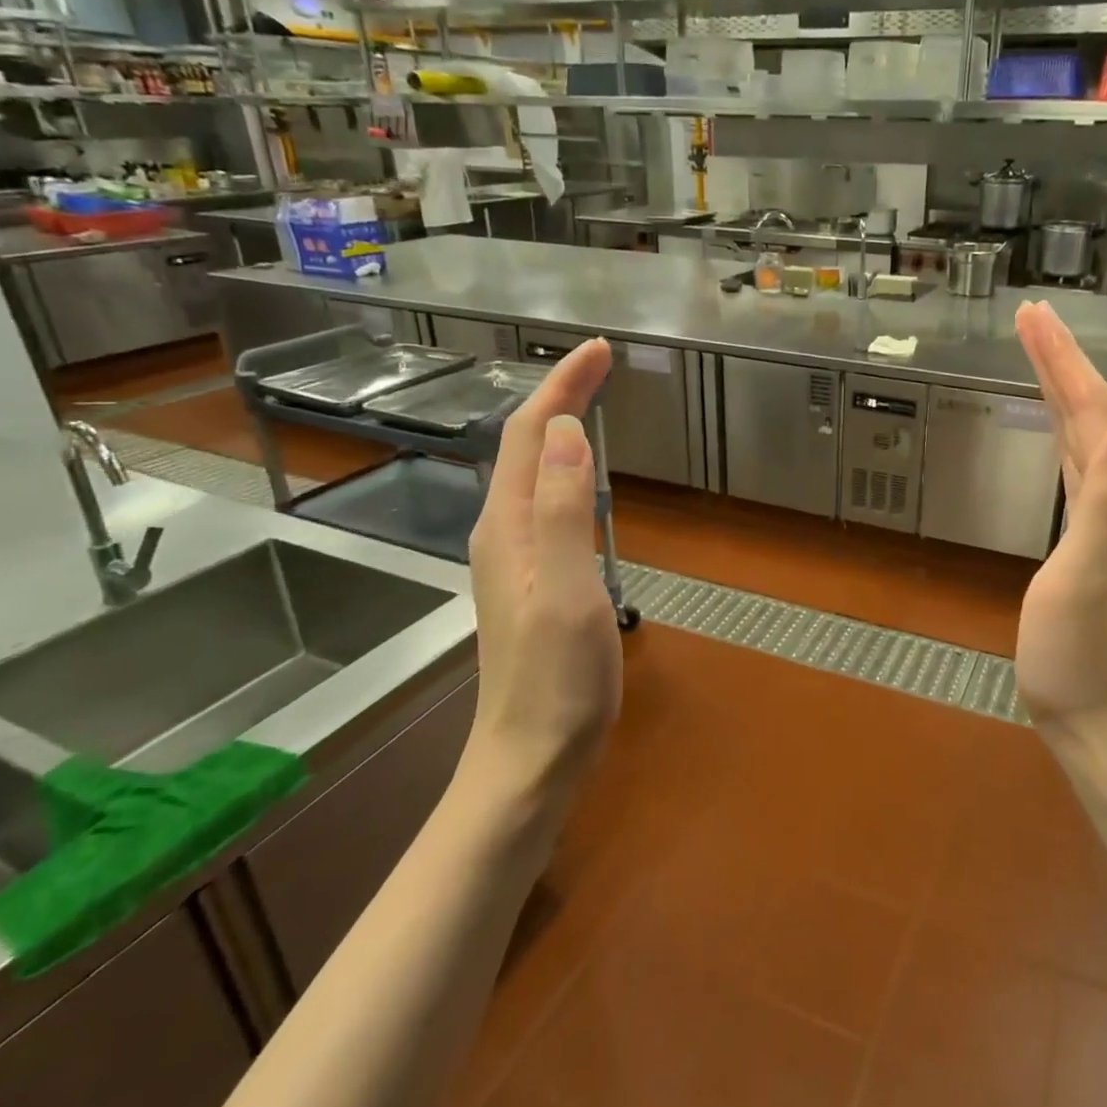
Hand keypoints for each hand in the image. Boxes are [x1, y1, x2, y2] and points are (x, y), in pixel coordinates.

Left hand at [464, 339, 621, 794]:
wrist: (531, 757)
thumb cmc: (555, 679)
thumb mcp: (567, 590)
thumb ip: (565, 509)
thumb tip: (570, 430)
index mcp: (510, 525)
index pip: (535, 433)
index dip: (564, 385)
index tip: (600, 349)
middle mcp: (504, 531)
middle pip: (529, 446)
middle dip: (561, 396)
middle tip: (603, 365)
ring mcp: (516, 558)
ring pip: (535, 473)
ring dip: (561, 429)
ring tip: (593, 402)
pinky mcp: (533, 580)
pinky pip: (547, 503)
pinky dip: (567, 471)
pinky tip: (584, 480)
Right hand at [1013, 302, 1106, 755]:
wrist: (1105, 729)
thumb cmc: (1083, 659)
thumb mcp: (1089, 573)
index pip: (1096, 411)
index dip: (1064, 360)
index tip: (1032, 314)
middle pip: (1096, 417)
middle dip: (1063, 364)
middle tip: (1030, 319)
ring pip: (1090, 442)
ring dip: (1066, 394)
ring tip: (1042, 359)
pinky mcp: (1097, 548)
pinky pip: (1081, 473)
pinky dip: (1066, 438)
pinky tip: (1062, 436)